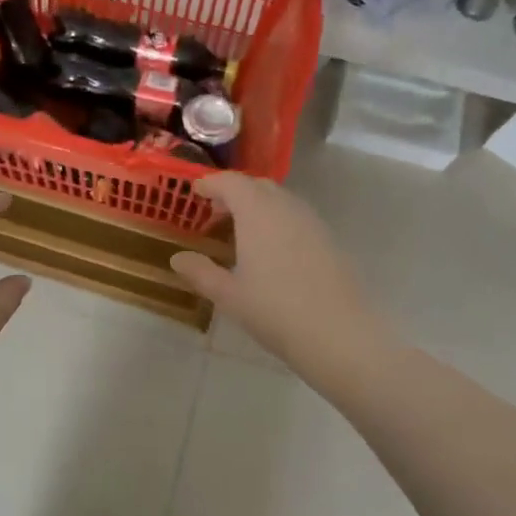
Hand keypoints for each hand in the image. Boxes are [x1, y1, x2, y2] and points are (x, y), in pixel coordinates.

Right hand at [170, 174, 388, 392]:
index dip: (212, 184)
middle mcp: (286, 207)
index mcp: (257, 213)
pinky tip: (271, 250)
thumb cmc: (274, 310)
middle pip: (257, 186)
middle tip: (216, 212)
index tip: (196, 192)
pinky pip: (296, 217)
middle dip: (235, 192)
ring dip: (258, 206)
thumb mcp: (228, 295)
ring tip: (241, 232)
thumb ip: (200, 272)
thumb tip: (177, 258)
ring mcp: (312, 222)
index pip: (231, 182)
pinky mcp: (329, 240)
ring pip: (281, 200)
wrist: (338, 333)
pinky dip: (278, 220)